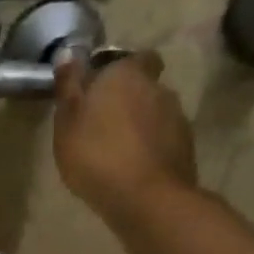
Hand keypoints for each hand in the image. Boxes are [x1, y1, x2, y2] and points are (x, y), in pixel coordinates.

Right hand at [53, 50, 196, 220]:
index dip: (119, 70)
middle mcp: (159, 89)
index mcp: (127, 74)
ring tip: (117, 153)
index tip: (101, 89)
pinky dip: (151, 149)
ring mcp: (178, 119)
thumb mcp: (67, 122)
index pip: (134, 57)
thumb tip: (68, 53)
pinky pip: (164, 141)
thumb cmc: (97, 155)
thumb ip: (68, 86)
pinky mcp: (187, 149)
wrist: (147, 200)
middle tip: (103, 125)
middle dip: (129, 100)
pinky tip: (134, 170)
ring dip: (141, 127)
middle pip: (145, 87)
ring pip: (156, 115)